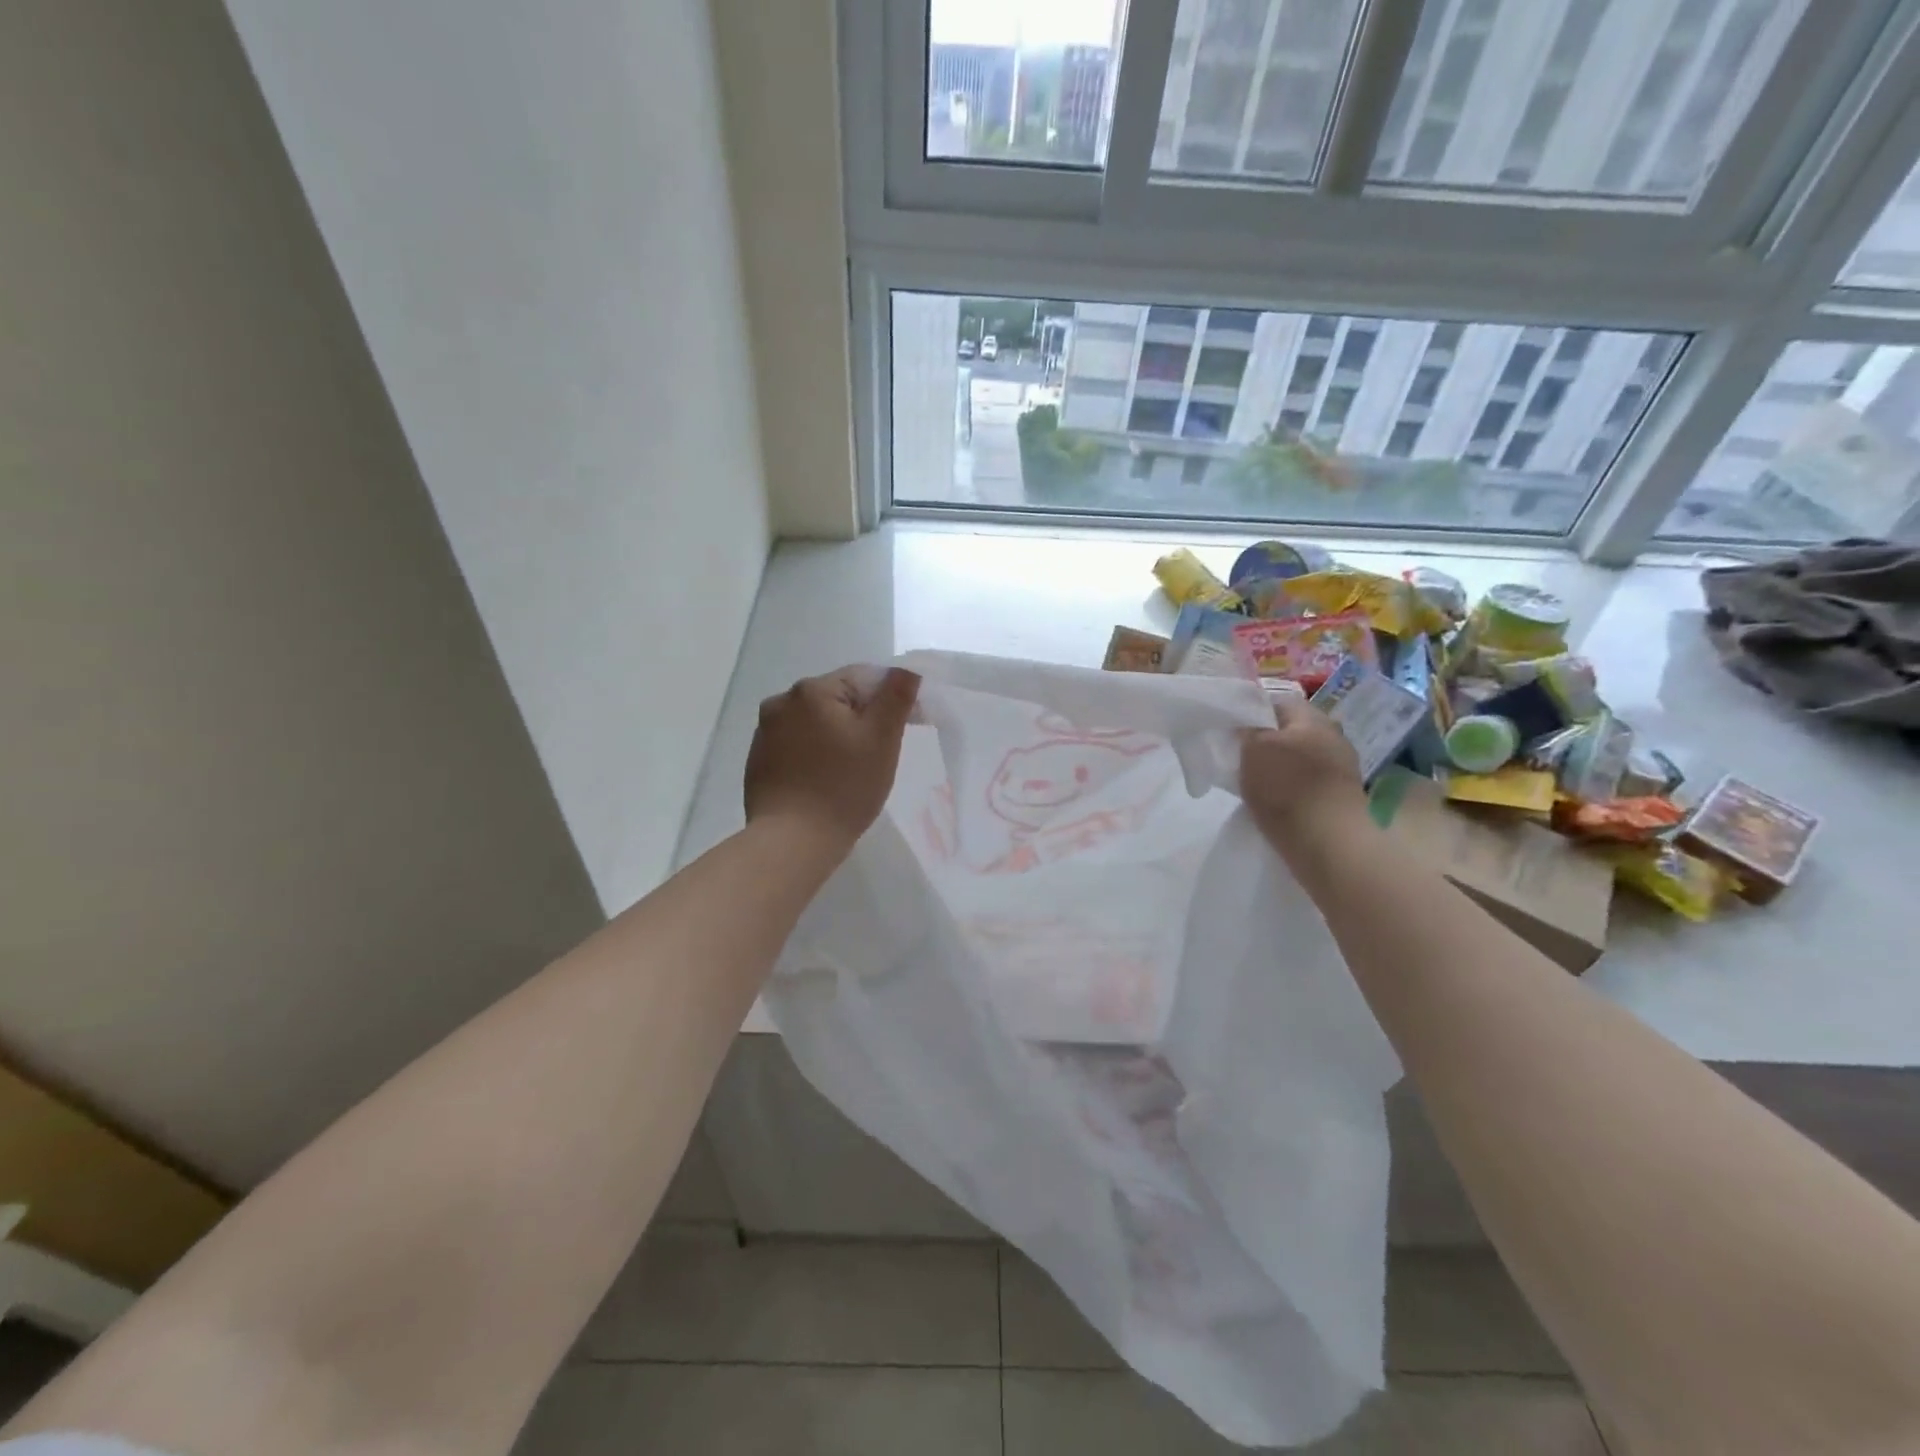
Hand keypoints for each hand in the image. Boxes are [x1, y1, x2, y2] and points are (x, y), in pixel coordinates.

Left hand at [744, 666, 919, 855]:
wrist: (792, 841)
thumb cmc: (844, 787)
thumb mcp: (882, 739)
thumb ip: (896, 696)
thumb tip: (907, 669)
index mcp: (812, 690)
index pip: (862, 678)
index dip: (889, 699)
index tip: (908, 727)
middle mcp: (781, 702)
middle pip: (836, 699)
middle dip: (861, 718)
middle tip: (881, 753)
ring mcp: (764, 732)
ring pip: (815, 723)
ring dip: (836, 736)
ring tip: (852, 770)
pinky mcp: (757, 760)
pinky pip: (796, 745)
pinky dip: (814, 754)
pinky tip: (825, 781)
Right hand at [1240, 695, 1366, 852]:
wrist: (1328, 840)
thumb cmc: (1287, 785)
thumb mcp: (1253, 749)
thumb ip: (1247, 731)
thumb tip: (1246, 727)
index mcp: (1314, 718)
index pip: (1279, 703)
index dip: (1252, 713)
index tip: (1232, 730)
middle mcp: (1333, 737)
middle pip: (1291, 732)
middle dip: (1266, 742)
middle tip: (1239, 757)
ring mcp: (1340, 769)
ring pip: (1299, 759)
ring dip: (1278, 768)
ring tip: (1252, 783)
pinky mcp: (1339, 798)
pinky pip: (1306, 784)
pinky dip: (1289, 790)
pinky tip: (1274, 802)